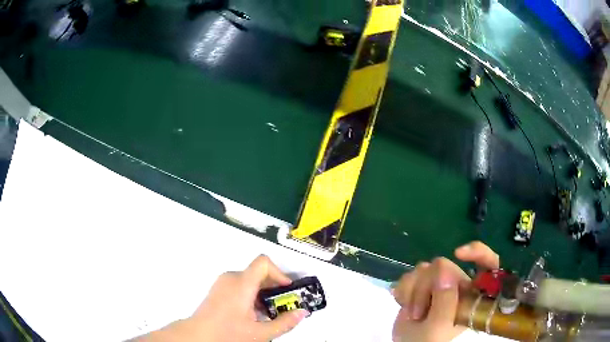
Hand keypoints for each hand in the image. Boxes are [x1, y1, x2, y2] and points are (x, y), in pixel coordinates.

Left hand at [135, 255, 307, 341]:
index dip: (280, 273)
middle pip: (259, 272)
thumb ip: (284, 323)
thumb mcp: (260, 332)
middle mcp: (231, 278)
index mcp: (241, 284)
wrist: (198, 335)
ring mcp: (223, 283)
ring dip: (263, 293)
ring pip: (250, 280)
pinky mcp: (219, 289)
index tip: (287, 290)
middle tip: (282, 306)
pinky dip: (252, 295)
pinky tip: (252, 314)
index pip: (264, 263)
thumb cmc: (226, 333)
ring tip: (267, 314)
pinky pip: (241, 285)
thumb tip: (301, 313)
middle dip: (274, 288)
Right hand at [391, 241, 499, 341]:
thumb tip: (444, 268)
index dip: (479, 252)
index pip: (489, 264)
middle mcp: (458, 286)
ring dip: (413, 291)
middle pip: (445, 265)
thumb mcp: (438, 326)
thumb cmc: (428, 341)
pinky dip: (404, 289)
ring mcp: (439, 285)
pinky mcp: (421, 285)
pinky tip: (403, 303)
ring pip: (425, 268)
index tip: (459, 253)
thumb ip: (445, 301)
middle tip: (420, 313)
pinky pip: (411, 273)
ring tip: (413, 313)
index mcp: (472, 294)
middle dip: (426, 288)